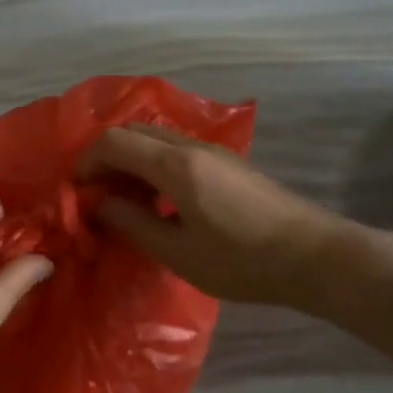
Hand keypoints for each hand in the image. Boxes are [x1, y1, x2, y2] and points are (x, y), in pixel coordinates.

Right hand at [80, 125, 337, 306]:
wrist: (315, 257)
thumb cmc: (242, 261)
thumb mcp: (179, 253)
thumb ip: (133, 224)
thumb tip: (102, 205)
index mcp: (175, 165)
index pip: (115, 142)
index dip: (87, 162)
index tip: (76, 191)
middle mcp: (192, 147)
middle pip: (134, 132)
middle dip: (107, 157)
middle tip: (97, 194)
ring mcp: (214, 152)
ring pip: (157, 139)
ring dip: (132, 160)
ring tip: (124, 201)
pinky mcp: (229, 164)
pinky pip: (177, 151)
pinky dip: (154, 166)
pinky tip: (160, 202)